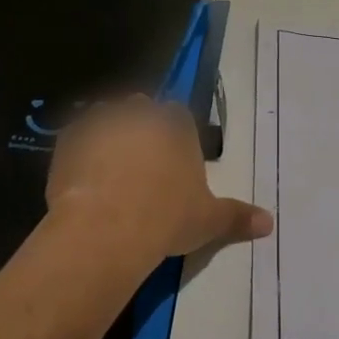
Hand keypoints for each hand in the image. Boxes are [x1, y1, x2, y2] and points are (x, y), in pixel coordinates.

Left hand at [46, 96, 271, 262]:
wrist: (107, 228)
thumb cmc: (167, 218)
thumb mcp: (209, 220)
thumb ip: (237, 217)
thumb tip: (270, 223)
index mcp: (176, 124)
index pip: (178, 114)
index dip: (173, 134)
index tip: (170, 159)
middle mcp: (139, 112)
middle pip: (140, 110)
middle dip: (140, 129)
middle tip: (139, 165)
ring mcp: (101, 120)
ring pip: (106, 118)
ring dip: (107, 135)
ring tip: (107, 171)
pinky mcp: (68, 137)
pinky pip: (75, 137)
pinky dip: (78, 152)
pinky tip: (80, 179)